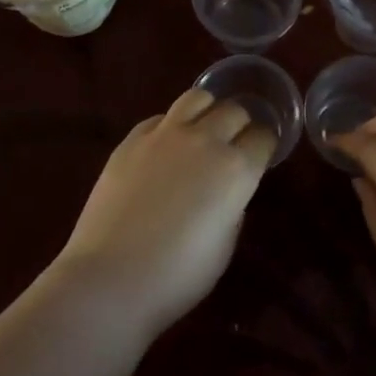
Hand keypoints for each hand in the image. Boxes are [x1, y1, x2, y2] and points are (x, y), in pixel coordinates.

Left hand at [53, 89, 276, 336]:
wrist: (111, 277)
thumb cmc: (177, 276)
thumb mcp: (224, 247)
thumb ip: (232, 208)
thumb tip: (227, 192)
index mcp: (236, 169)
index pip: (263, 138)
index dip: (264, 146)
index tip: (260, 156)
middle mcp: (205, 140)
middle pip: (234, 111)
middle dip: (240, 124)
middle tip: (233, 144)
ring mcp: (165, 134)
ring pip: (197, 98)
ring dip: (207, 111)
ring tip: (202, 130)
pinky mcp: (132, 138)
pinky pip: (160, 118)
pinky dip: (170, 126)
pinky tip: (165, 147)